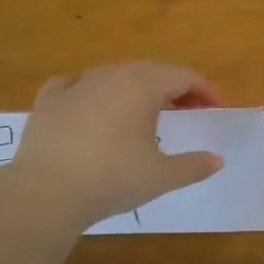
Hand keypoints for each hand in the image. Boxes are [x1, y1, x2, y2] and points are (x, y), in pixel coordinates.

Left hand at [3, 63, 223, 228]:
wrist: (46, 192)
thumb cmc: (113, 178)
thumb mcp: (162, 176)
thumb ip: (193, 166)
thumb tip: (217, 161)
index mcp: (142, 86)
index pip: (182, 76)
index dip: (203, 90)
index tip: (213, 109)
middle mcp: (110, 76)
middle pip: (150, 71)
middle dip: (173, 88)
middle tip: (186, 111)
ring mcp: (75, 86)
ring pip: (113, 75)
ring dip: (135, 88)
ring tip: (142, 112)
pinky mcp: (47, 101)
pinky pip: (73, 84)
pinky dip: (90, 91)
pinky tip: (90, 103)